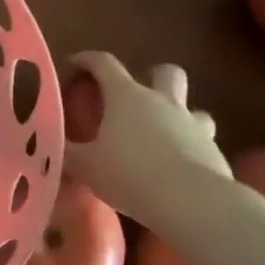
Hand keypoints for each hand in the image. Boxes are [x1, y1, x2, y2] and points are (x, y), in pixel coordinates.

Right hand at [61, 52, 229, 224]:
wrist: (194, 204)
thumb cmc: (131, 174)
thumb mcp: (86, 166)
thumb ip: (66, 153)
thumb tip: (49, 145)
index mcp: (126, 96)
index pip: (104, 63)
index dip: (87, 59)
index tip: (75, 64)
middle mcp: (162, 102)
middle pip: (166, 72)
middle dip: (154, 76)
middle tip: (137, 97)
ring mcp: (193, 126)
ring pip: (194, 108)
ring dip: (181, 117)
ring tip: (165, 136)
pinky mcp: (216, 154)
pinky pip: (204, 144)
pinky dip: (192, 151)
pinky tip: (180, 172)